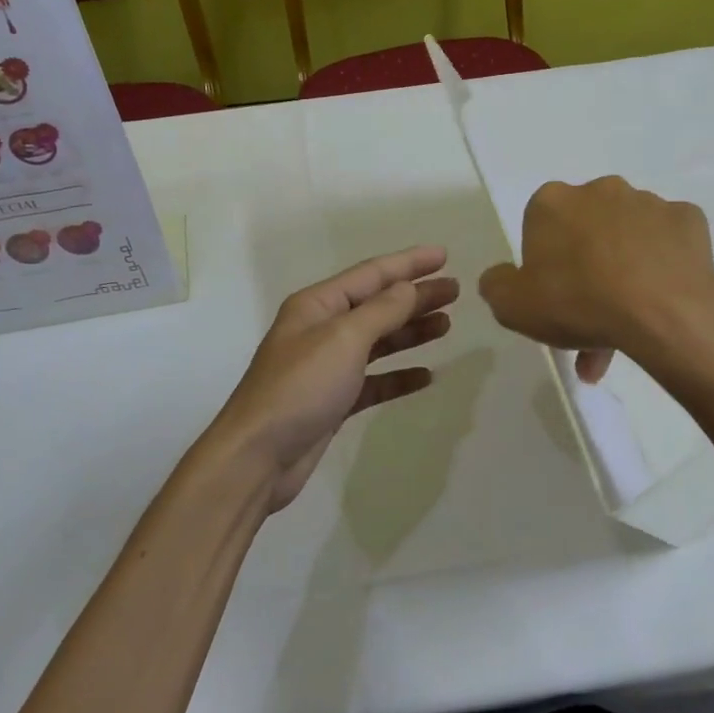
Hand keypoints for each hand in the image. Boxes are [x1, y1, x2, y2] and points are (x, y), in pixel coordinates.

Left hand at [209, 246, 456, 511]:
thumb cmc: (300, 387)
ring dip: (411, 332)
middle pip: (378, 305)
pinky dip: (398, 375)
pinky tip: (426, 376)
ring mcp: (327, 366)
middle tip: (455, 291)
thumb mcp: (344, 339)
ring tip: (446, 325)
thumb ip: (382, 311)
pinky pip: (374, 380)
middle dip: (415, 296)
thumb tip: (409, 287)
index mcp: (317, 305)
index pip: (371, 274)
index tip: (445, 256)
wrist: (258, 456)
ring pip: (378, 341)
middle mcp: (321, 329)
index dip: (409, 263)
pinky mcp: (333, 401)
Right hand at [478, 176, 713, 381]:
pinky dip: (663, 265)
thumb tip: (501, 277)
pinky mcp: (688, 219)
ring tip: (626, 329)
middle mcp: (600, 190)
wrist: (662, 312)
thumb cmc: (578, 302)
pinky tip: (660, 300)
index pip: (540, 226)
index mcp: (552, 202)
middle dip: (585, 269)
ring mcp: (648, 202)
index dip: (544, 263)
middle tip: (587, 319)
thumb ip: (497, 286)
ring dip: (622, 272)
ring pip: (627, 238)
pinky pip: (668, 243)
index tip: (552, 296)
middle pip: (585, 230)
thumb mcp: (512, 307)